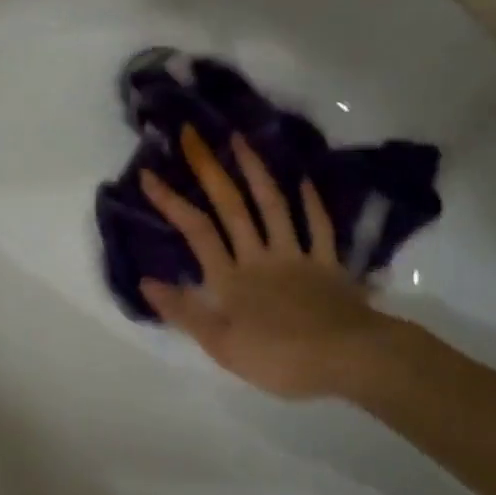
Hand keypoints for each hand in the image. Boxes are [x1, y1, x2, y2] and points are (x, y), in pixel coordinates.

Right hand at [139, 127, 413, 400]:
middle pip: (231, 207)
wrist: (350, 360)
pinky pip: (319, 227)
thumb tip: (145, 281)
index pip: (196, 231)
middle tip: (193, 134)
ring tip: (241, 140)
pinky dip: (312, 203)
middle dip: (209, 169)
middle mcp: (259, 257)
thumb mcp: (221, 345)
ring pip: (273, 206)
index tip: (148, 173)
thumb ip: (184, 312)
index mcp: (231, 278)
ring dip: (256, 171)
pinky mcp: (329, 265)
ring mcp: (297, 256)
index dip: (171, 201)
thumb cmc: (280, 358)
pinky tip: (305, 180)